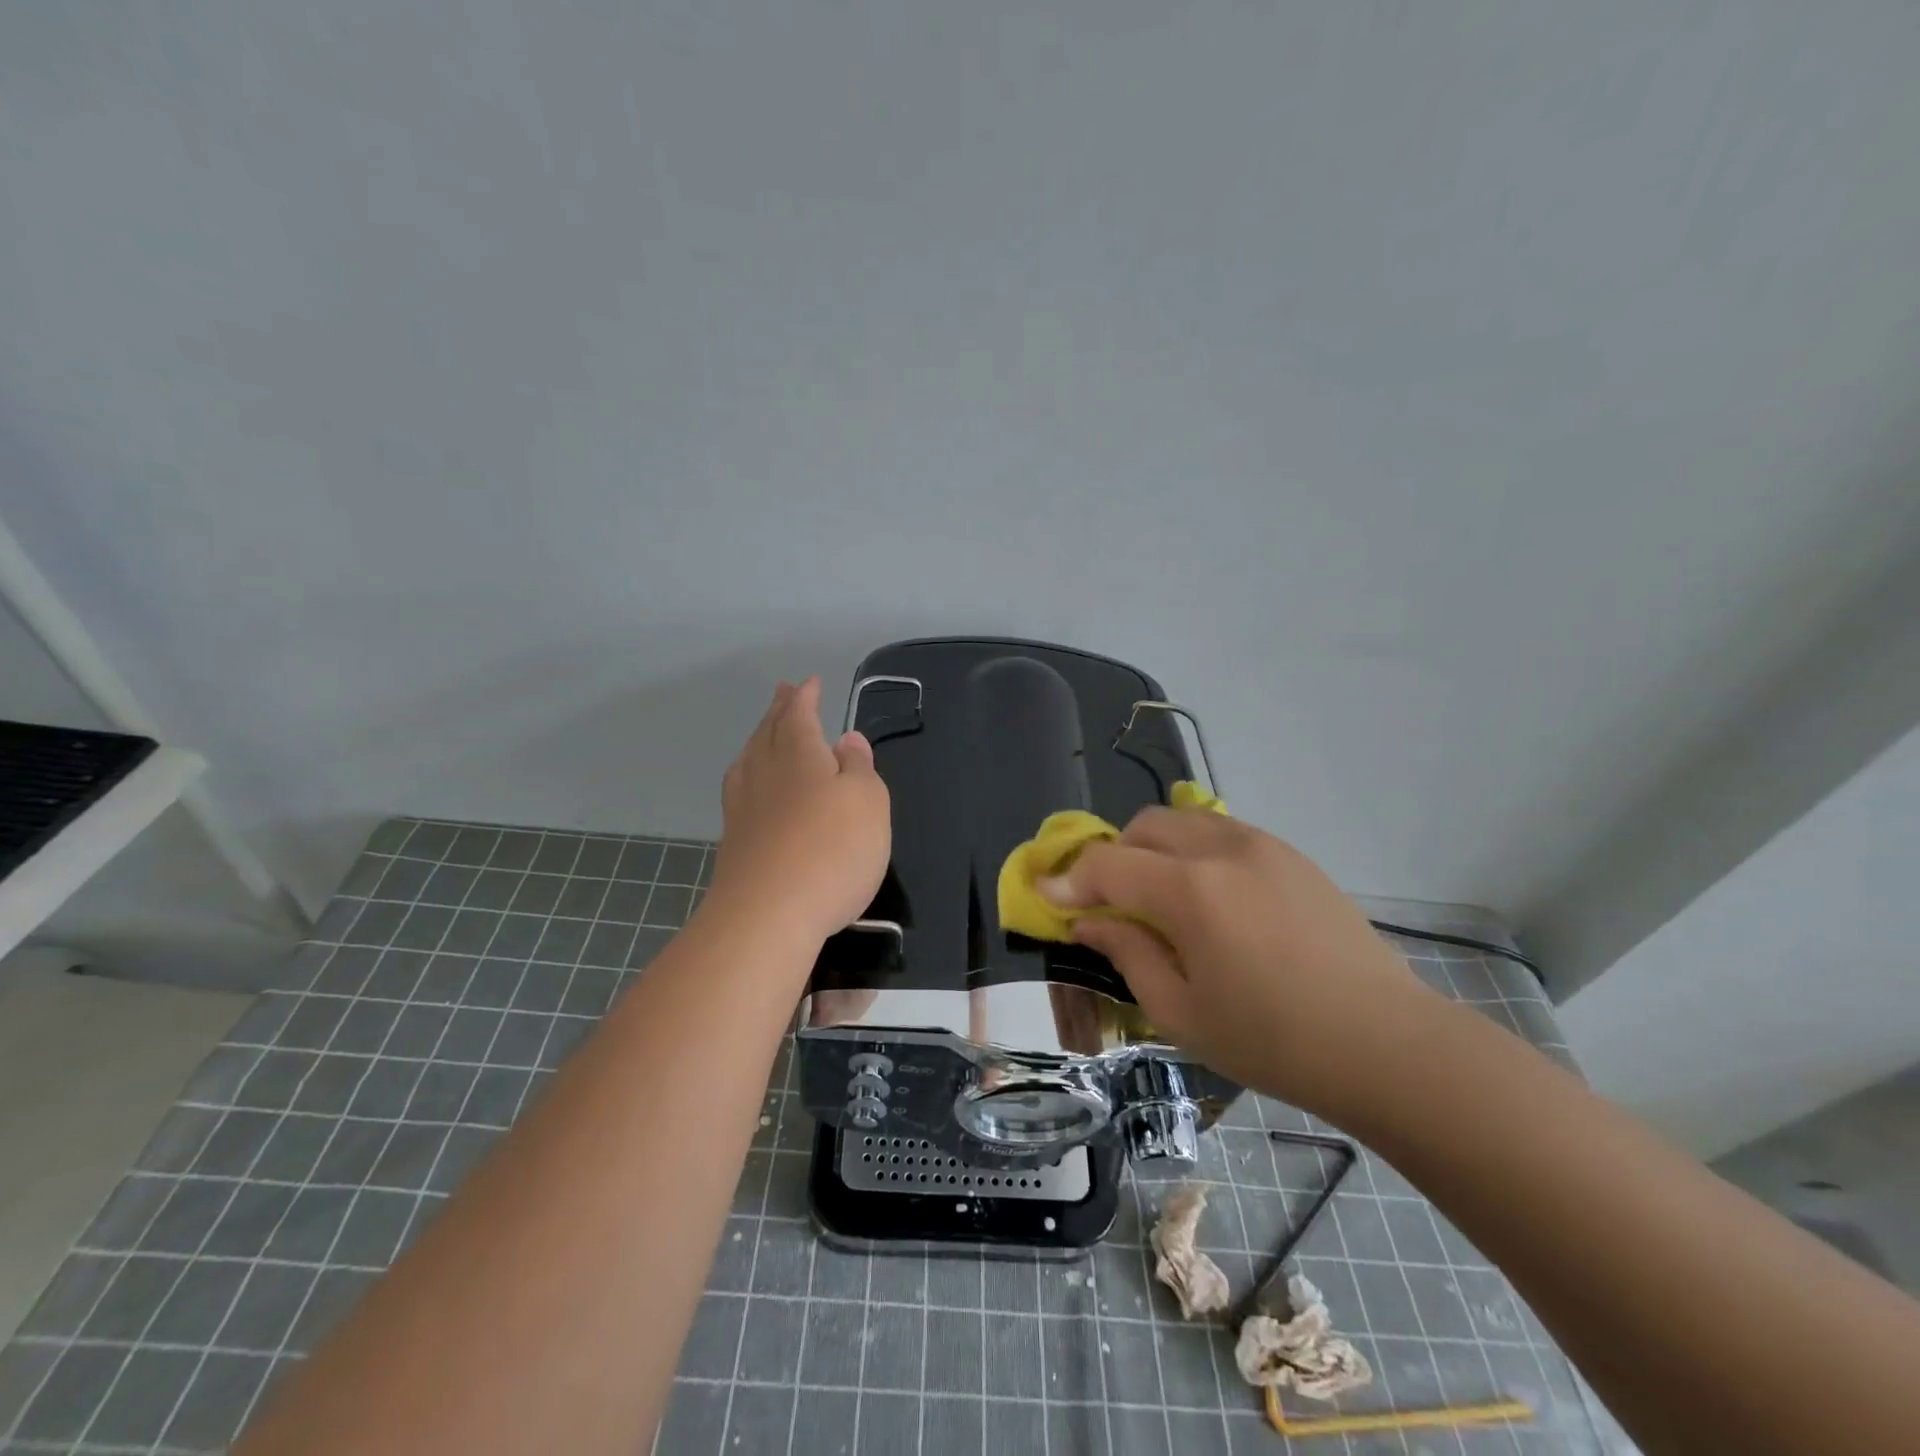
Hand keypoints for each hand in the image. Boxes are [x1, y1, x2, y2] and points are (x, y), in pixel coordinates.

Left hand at [706, 677, 889, 948]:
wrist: (768, 916)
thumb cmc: (832, 850)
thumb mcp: (868, 802)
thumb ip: (859, 768)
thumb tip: (846, 740)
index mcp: (799, 755)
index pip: (799, 715)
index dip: (805, 697)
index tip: (809, 682)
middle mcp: (765, 774)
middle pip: (768, 733)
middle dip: (778, 711)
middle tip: (781, 693)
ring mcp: (743, 809)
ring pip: (748, 761)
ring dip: (759, 741)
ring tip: (763, 734)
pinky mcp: (734, 844)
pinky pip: (740, 792)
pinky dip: (749, 776)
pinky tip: (751, 789)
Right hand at [1039, 808, 1442, 1117]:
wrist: (1386, 1044)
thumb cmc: (1273, 1041)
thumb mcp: (1182, 1012)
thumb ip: (1127, 954)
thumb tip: (1089, 922)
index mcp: (1190, 890)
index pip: (1107, 864)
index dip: (1069, 879)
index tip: (1046, 896)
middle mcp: (1222, 849)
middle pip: (1144, 826)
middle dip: (1114, 857)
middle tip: (1111, 904)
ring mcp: (1263, 845)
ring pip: (1184, 820)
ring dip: (1155, 849)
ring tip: (1161, 898)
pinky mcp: (1292, 855)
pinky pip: (1223, 833)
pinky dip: (1195, 851)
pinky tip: (1211, 900)